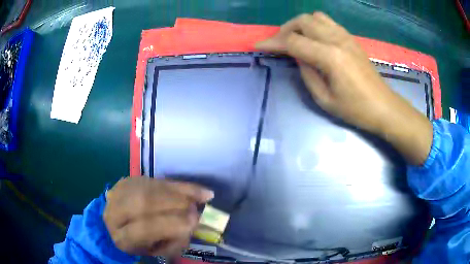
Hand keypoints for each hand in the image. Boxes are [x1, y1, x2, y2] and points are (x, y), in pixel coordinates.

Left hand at [103, 177, 213, 256]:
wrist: (121, 226)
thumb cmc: (143, 244)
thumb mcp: (157, 250)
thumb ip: (172, 241)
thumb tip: (192, 221)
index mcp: (122, 237)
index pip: (143, 229)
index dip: (169, 224)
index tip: (193, 222)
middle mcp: (114, 212)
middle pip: (144, 202)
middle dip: (174, 203)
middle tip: (196, 209)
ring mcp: (119, 192)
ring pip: (149, 186)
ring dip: (176, 192)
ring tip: (196, 199)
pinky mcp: (128, 180)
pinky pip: (154, 179)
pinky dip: (176, 185)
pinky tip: (195, 190)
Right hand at [256, 12, 431, 164]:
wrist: (383, 106)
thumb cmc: (355, 109)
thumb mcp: (324, 99)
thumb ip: (306, 73)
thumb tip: (297, 56)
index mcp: (330, 57)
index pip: (293, 42)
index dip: (273, 43)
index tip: (258, 45)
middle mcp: (337, 40)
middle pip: (303, 21)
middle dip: (285, 30)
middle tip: (280, 44)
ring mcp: (346, 36)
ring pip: (315, 17)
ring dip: (300, 25)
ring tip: (296, 39)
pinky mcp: (351, 38)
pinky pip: (327, 22)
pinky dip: (314, 25)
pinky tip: (313, 38)